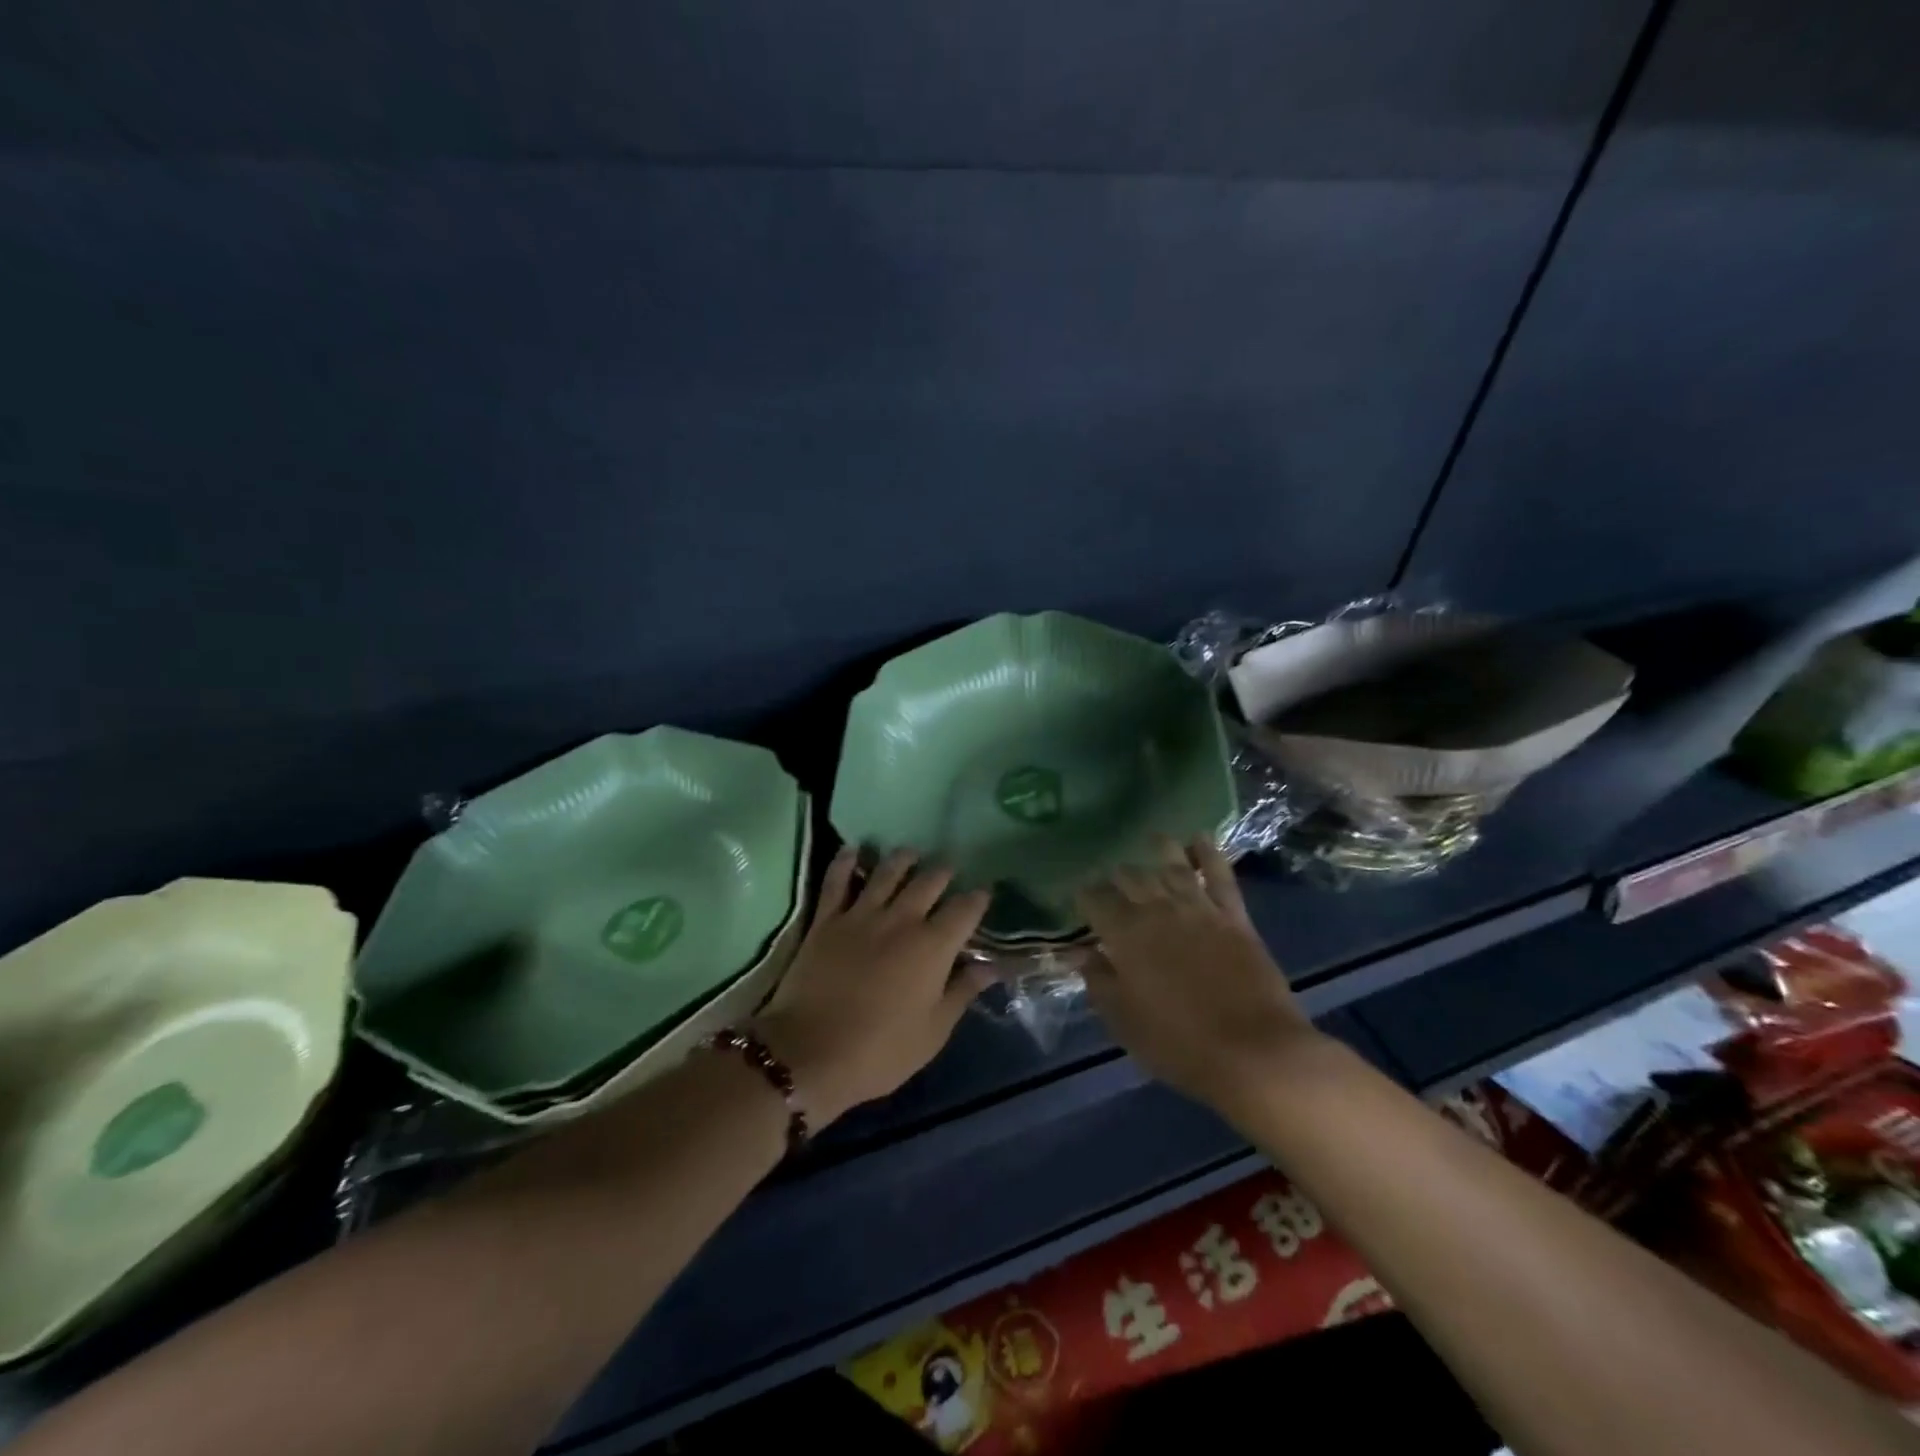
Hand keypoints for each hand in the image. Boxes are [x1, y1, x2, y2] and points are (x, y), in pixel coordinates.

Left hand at [752, 847, 991, 1125]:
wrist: (809, 1054)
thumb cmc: (880, 1051)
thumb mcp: (933, 1031)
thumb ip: (963, 992)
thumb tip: (992, 966)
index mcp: (933, 947)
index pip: (965, 910)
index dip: (978, 898)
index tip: (984, 893)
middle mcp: (901, 920)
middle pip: (929, 882)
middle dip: (944, 873)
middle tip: (949, 871)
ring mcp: (861, 915)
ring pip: (887, 872)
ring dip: (903, 858)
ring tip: (911, 853)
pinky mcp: (826, 919)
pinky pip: (837, 880)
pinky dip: (845, 862)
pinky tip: (854, 850)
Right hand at [1075, 837, 1321, 1116]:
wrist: (1254, 1053)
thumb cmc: (1179, 1044)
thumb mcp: (1123, 1021)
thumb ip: (1098, 980)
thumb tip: (1079, 952)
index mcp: (1125, 935)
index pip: (1095, 899)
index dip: (1084, 894)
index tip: (1078, 894)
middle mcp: (1158, 911)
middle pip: (1131, 878)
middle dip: (1117, 875)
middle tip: (1112, 877)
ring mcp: (1199, 909)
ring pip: (1172, 867)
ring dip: (1159, 851)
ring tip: (1151, 839)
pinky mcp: (1234, 916)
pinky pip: (1219, 875)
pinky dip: (1208, 853)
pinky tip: (1199, 838)